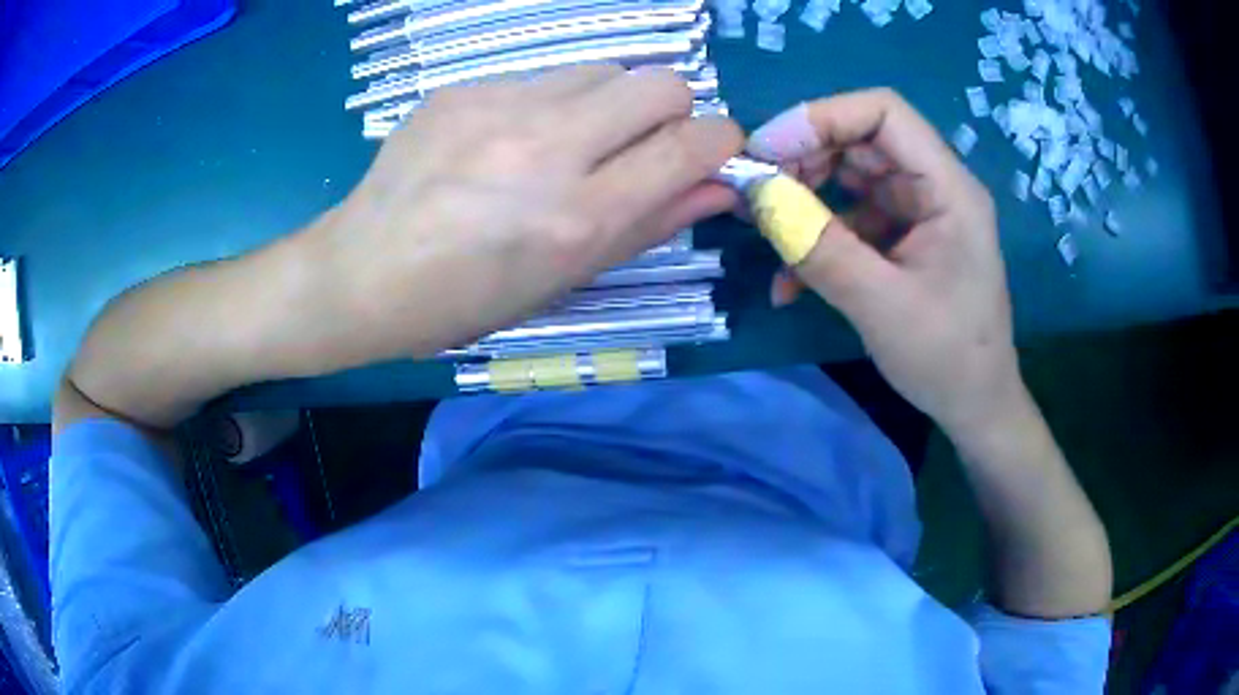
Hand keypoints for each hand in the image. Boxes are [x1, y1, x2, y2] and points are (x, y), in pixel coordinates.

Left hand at [304, 65, 741, 367]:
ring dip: (610, 101)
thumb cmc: (466, 300)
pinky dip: (549, 103)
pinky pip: (541, 77)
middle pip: (661, 82)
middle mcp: (547, 147)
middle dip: (672, 109)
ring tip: (569, 141)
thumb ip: (651, 224)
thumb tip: (719, 187)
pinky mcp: (463, 88)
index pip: (691, 145)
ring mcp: (499, 107)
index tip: (713, 150)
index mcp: (577, 216)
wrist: (361, 274)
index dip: (722, 141)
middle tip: (640, 144)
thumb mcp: (565, 279)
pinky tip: (509, 139)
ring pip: (604, 69)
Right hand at [746, 89, 1023, 432]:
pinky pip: (854, 220)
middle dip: (804, 158)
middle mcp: (935, 187)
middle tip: (756, 191)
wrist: (974, 407)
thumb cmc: (946, 358)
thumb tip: (757, 195)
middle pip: (862, 140)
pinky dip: (820, 239)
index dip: (822, 117)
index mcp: (949, 188)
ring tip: (766, 230)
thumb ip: (820, 247)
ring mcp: (919, 213)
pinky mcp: (904, 239)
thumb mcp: (880, 305)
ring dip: (805, 199)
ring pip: (852, 177)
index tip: (766, 150)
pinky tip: (791, 281)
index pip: (884, 112)